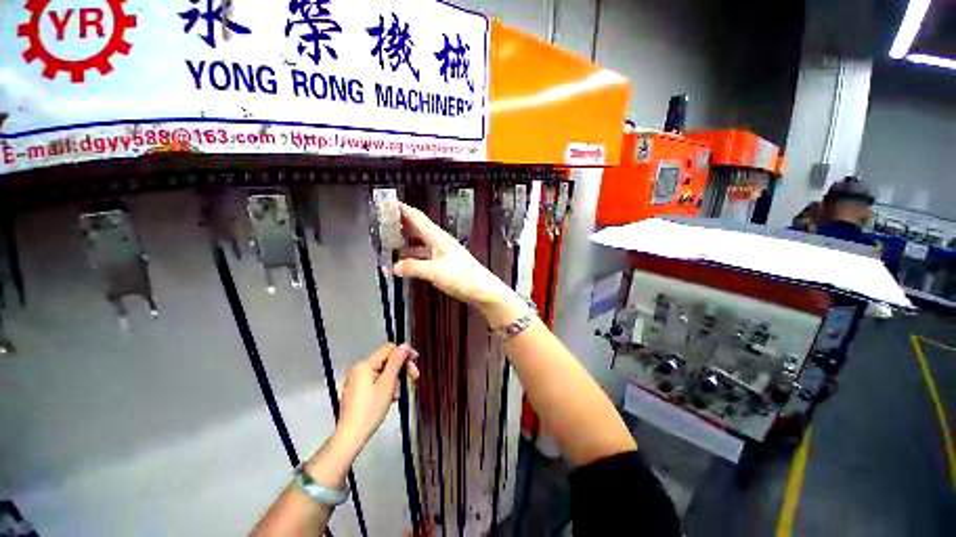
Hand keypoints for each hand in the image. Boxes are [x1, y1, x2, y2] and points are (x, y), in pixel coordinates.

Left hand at [338, 344, 420, 448]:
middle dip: (400, 369)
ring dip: (394, 380)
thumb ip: (396, 362)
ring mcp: (356, 381)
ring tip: (396, 395)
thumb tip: (404, 346)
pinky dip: (385, 387)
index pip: (389, 349)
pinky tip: (389, 399)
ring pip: (382, 372)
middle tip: (414, 377)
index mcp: (365, 365)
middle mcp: (359, 369)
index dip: (404, 353)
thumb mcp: (387, 384)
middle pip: (386, 361)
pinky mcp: (356, 392)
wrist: (351, 437)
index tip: (415, 363)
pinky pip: (375, 382)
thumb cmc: (370, 410)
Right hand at [392, 203, 526, 328]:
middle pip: (418, 228)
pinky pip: (424, 255)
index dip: (402, 209)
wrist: (483, 290)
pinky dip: (413, 257)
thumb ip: (413, 267)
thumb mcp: (435, 272)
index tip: (386, 203)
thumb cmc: (462, 277)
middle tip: (381, 222)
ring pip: (420, 242)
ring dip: (405, 241)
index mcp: (437, 237)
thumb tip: (393, 266)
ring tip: (387, 242)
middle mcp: (439, 241)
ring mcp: (442, 252)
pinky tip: (404, 262)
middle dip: (401, 223)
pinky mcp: (444, 263)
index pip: (417, 217)